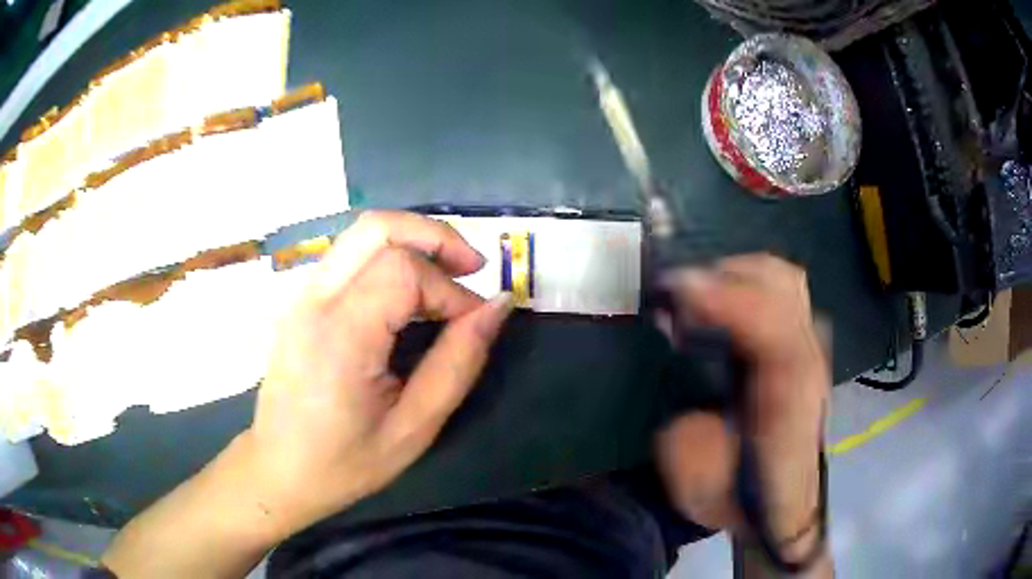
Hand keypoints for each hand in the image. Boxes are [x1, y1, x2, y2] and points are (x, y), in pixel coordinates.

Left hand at [242, 210, 513, 537]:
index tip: (473, 324)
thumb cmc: (346, 461)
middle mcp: (315, 302)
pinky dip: (389, 256)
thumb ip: (458, 362)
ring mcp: (302, 297)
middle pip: (377, 227)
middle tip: (471, 267)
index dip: (449, 289)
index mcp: (341, 336)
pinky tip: (409, 292)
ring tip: (447, 275)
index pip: (403, 271)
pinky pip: (349, 256)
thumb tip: (497, 306)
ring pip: (361, 234)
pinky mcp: (301, 302)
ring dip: (412, 241)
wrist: (279, 469)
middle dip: (434, 235)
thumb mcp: (415, 427)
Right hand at [655, 254, 829, 553]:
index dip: (725, 301)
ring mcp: (811, 350)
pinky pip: (781, 292)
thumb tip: (680, 365)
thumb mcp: (699, 483)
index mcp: (787, 402)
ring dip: (734, 275)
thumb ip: (685, 433)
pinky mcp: (803, 346)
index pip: (772, 329)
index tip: (672, 292)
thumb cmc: (739, 497)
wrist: (779, 506)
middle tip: (675, 296)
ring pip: (783, 280)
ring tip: (696, 297)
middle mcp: (808, 363)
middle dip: (722, 277)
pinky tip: (720, 305)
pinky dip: (746, 283)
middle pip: (781, 286)